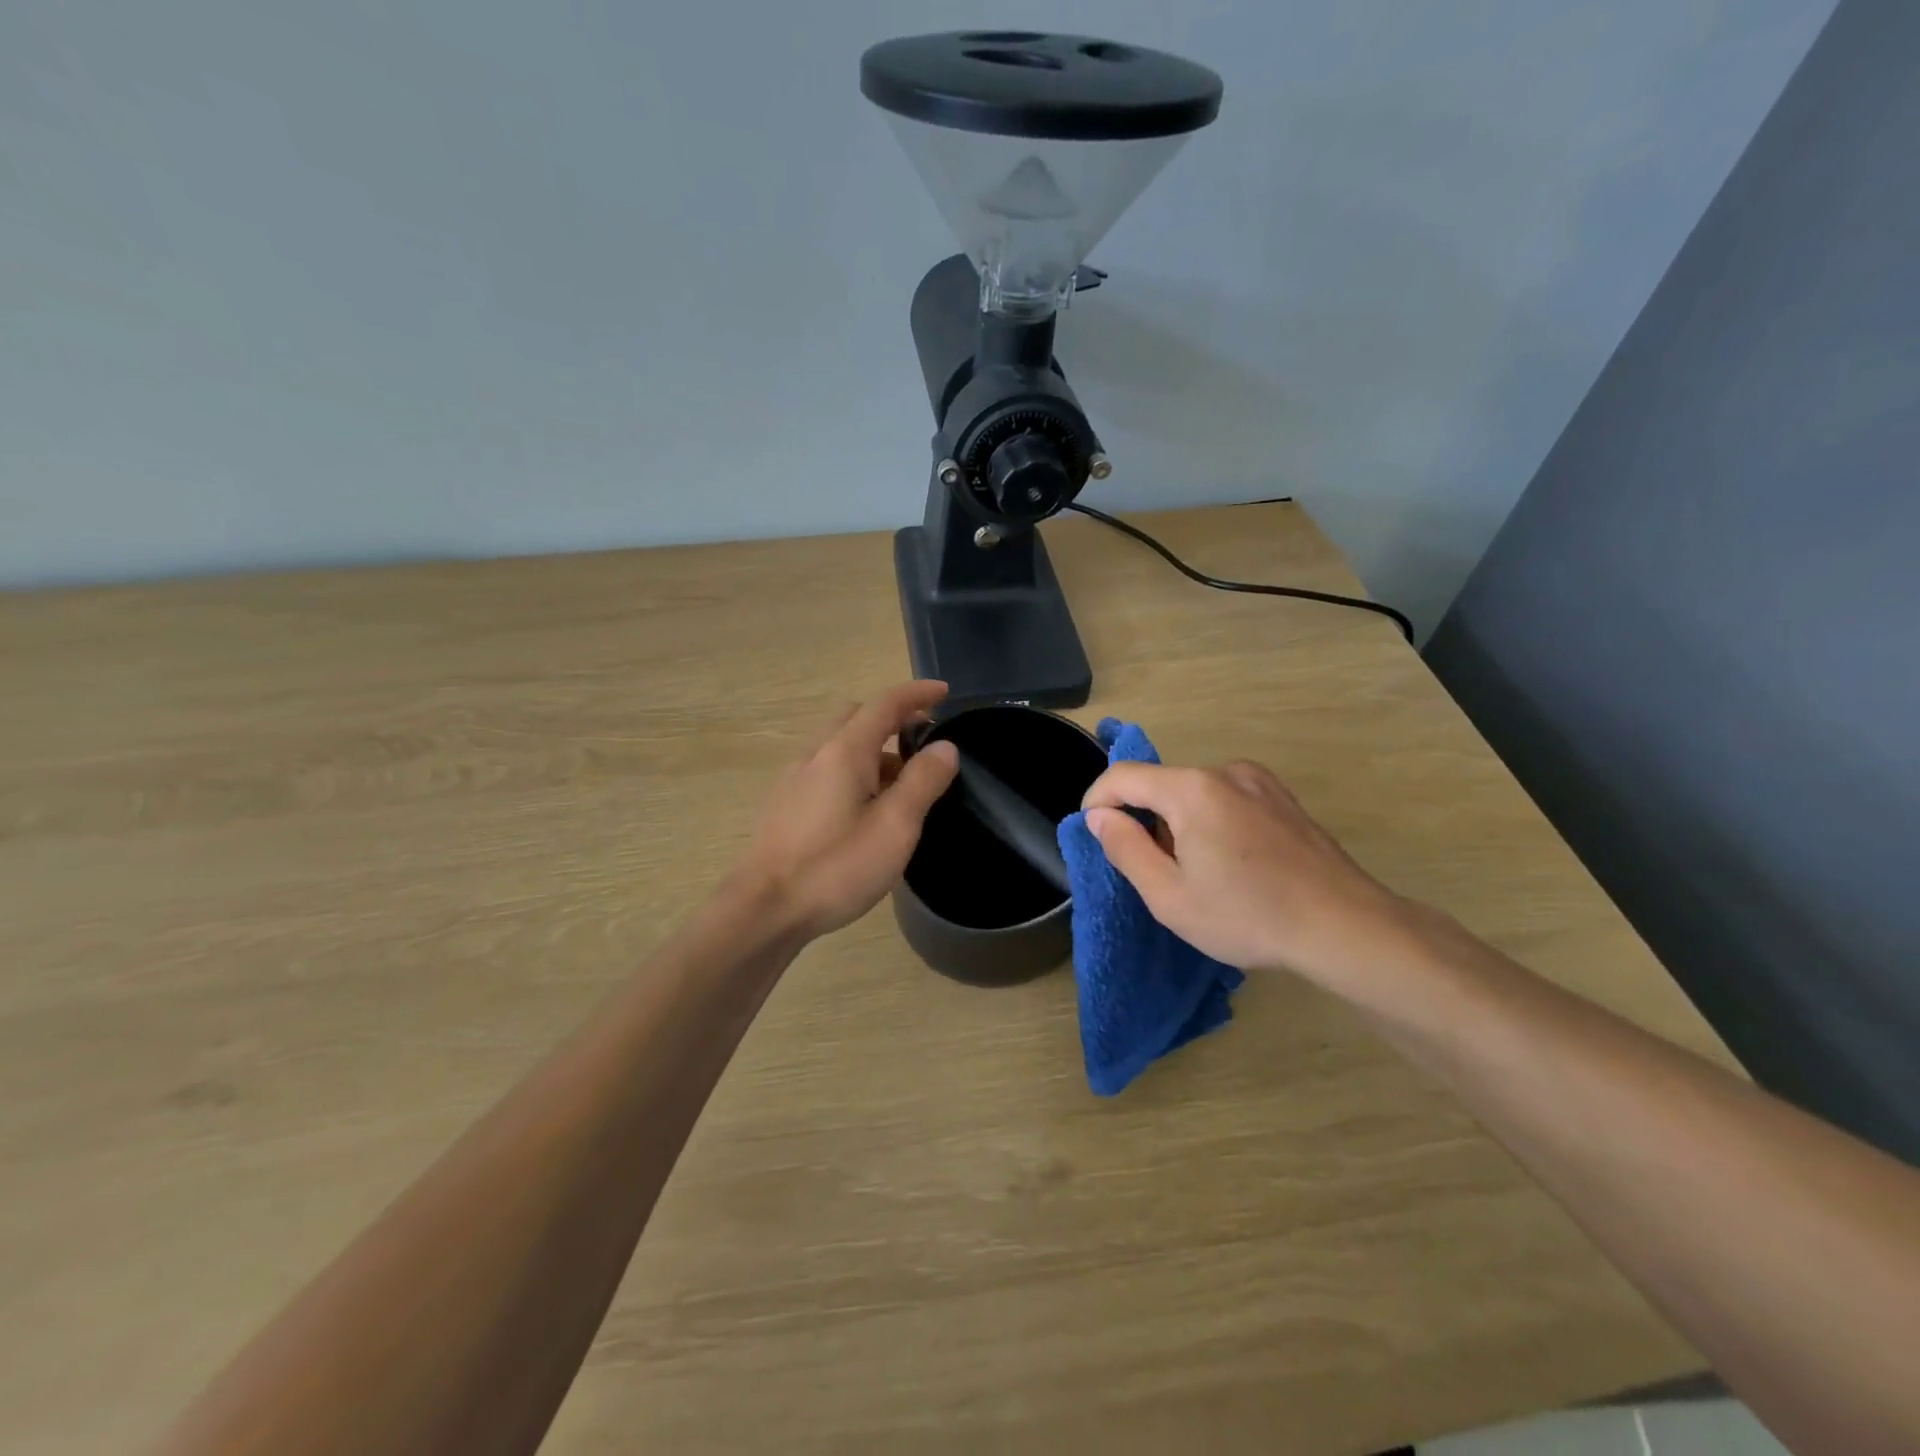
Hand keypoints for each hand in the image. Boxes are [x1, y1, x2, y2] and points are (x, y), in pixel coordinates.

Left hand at [736, 682, 959, 939]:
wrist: (763, 909)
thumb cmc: (835, 867)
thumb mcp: (895, 827)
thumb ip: (923, 782)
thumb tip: (944, 746)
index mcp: (844, 751)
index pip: (884, 704)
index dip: (917, 694)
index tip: (944, 692)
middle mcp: (815, 754)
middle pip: (856, 717)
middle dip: (892, 718)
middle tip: (923, 738)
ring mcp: (794, 779)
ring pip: (839, 745)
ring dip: (873, 748)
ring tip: (903, 781)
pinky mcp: (785, 805)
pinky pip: (826, 769)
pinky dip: (854, 770)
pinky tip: (865, 808)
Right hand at [1082, 759, 1417, 993]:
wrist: (1345, 926)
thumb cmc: (1248, 915)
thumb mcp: (1169, 895)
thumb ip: (1125, 848)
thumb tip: (1099, 816)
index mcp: (1192, 789)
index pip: (1123, 777)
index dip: (1096, 801)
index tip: (1093, 835)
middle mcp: (1225, 771)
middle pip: (1161, 784)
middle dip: (1143, 819)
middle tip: (1151, 870)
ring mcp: (1259, 781)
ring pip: (1194, 792)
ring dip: (1178, 822)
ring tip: (1197, 873)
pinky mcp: (1283, 797)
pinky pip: (1226, 798)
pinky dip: (1210, 820)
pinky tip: (1231, 863)